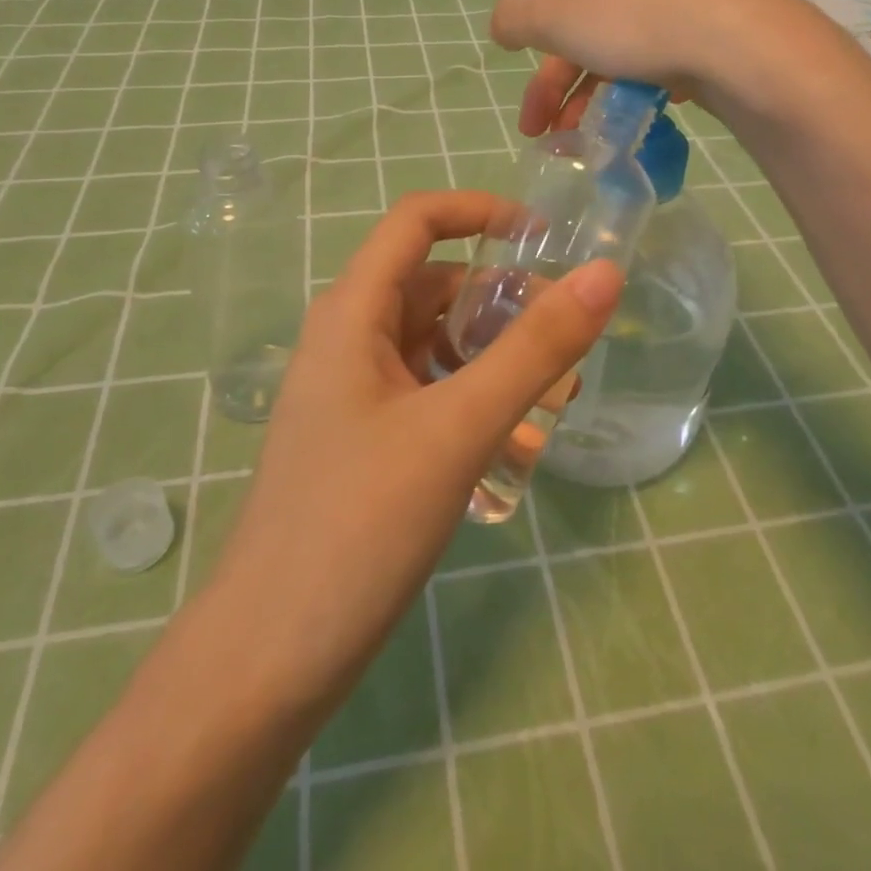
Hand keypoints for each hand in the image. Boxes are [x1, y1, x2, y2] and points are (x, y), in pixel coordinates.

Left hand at [201, 190, 622, 709]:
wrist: (268, 658)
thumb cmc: (357, 525)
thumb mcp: (458, 429)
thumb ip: (534, 350)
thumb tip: (602, 275)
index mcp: (352, 311)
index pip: (416, 220)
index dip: (479, 211)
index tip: (544, 238)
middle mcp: (347, 337)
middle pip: (432, 283)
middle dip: (500, 298)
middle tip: (566, 341)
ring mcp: (352, 390)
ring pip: (433, 340)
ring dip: (491, 351)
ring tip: (552, 394)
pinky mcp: (363, 436)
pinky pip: (426, 388)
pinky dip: (470, 393)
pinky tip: (510, 436)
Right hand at [488, 0, 828, 134]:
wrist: (736, 39)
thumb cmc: (630, 19)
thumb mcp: (552, 18)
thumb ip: (513, 20)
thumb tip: (502, 23)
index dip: (525, 17)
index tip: (518, 57)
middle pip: (575, 22)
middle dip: (550, 81)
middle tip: (536, 128)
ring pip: (614, 46)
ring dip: (586, 95)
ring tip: (577, 140)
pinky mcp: (704, 27)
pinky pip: (654, 57)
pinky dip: (633, 88)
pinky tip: (630, 117)